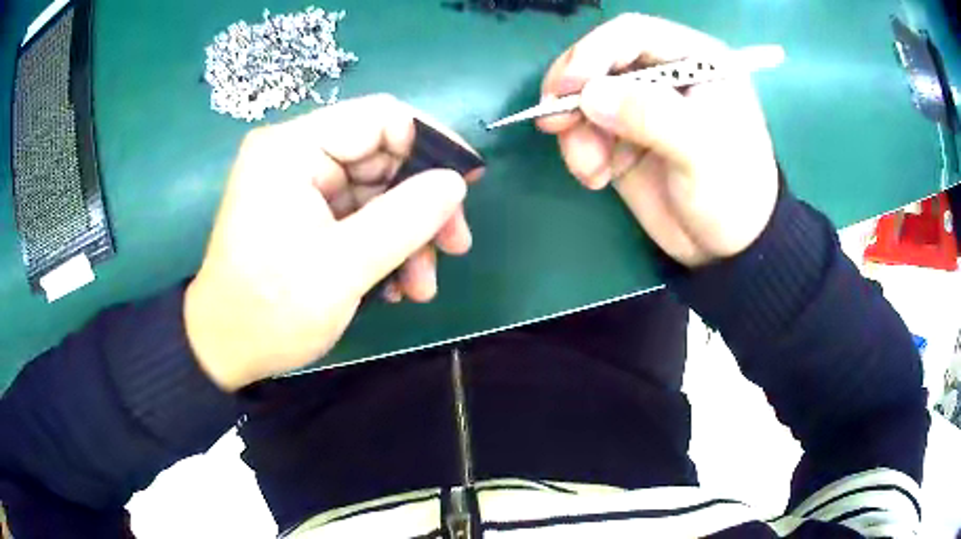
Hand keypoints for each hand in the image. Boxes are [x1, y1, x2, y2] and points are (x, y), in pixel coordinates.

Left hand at [185, 95, 482, 390]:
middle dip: (422, 205)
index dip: (431, 144)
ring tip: (420, 287)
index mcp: (294, 148)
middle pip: (384, 157)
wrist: (224, 351)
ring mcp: (300, 185)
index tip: (468, 185)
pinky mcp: (304, 212)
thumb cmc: (270, 310)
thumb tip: (456, 181)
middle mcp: (297, 155)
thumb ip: (405, 218)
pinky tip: (394, 286)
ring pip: (377, 191)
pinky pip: (359, 215)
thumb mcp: (343, 267)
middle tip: (453, 249)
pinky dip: (383, 246)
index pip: (381, 116)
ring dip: (407, 236)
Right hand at [538, 14, 778, 266]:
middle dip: (574, 91)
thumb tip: (589, 96)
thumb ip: (652, 116)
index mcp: (696, 60)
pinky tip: (596, 177)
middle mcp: (666, 74)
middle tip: (553, 123)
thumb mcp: (702, 153)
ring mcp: (643, 105)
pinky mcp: (624, 135)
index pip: (633, 33)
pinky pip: (586, 130)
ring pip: (587, 97)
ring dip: (576, 131)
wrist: (728, 248)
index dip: (594, 52)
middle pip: (601, 60)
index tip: (568, 87)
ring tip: (590, 169)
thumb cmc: (733, 194)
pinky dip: (580, 151)